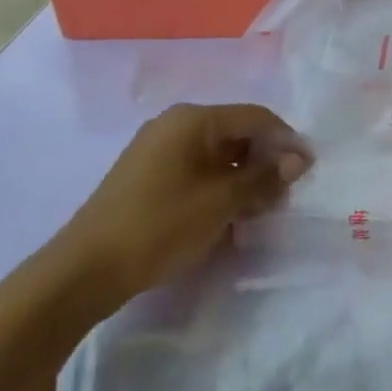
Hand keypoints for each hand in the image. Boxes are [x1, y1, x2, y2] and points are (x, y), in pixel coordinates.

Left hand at [55, 103, 310, 306]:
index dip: (287, 140)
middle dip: (265, 160)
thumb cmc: (160, 226)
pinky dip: (218, 186)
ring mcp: (156, 150)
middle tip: (285, 192)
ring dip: (243, 176)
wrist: (82, 272)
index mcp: (193, 119)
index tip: (309, 168)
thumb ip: (264, 177)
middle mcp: (174, 124)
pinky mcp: (146, 176)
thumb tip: (298, 160)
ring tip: (260, 207)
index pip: (256, 117)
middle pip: (236, 133)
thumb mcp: (221, 202)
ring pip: (217, 154)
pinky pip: (196, 170)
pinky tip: (227, 213)